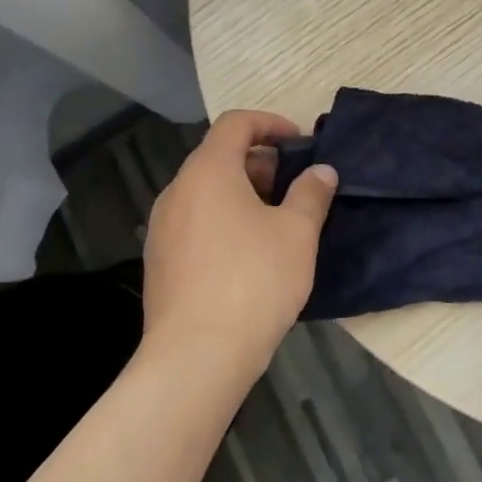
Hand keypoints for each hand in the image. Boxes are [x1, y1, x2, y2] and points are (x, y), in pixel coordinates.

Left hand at [141, 110, 337, 380]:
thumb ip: (311, 194)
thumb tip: (322, 171)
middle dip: (259, 163)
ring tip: (275, 222)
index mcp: (208, 171)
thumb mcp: (297, 233)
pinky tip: (248, 256)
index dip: (270, 124)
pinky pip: (194, 223)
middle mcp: (177, 191)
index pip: (235, 124)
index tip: (299, 142)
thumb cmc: (253, 281)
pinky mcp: (159, 261)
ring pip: (205, 193)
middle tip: (294, 187)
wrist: (196, 357)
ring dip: (241, 194)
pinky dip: (222, 221)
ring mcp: (162, 228)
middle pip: (218, 157)